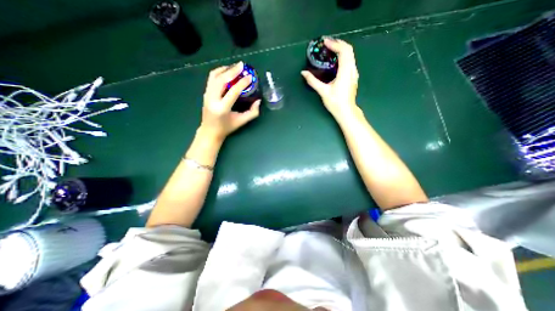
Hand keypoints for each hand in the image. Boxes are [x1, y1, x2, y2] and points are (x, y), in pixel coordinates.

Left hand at [199, 61, 260, 140]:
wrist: (209, 131)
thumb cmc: (227, 127)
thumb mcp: (241, 121)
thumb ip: (252, 112)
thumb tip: (258, 101)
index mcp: (222, 108)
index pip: (233, 91)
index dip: (242, 83)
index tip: (250, 76)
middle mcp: (212, 99)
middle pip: (221, 80)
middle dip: (232, 71)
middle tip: (242, 65)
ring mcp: (207, 95)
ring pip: (214, 76)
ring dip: (225, 69)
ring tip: (235, 67)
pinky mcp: (205, 93)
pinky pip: (211, 78)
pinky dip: (219, 72)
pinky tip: (227, 71)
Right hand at [303, 38, 359, 119]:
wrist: (346, 111)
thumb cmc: (335, 102)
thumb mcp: (323, 91)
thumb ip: (313, 81)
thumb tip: (304, 73)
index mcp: (345, 71)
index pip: (343, 51)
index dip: (334, 44)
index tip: (325, 42)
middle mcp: (352, 69)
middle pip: (349, 50)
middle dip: (338, 44)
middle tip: (327, 44)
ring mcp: (354, 73)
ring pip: (350, 55)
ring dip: (341, 49)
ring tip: (330, 50)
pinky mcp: (353, 76)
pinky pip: (350, 61)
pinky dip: (343, 56)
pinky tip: (335, 60)